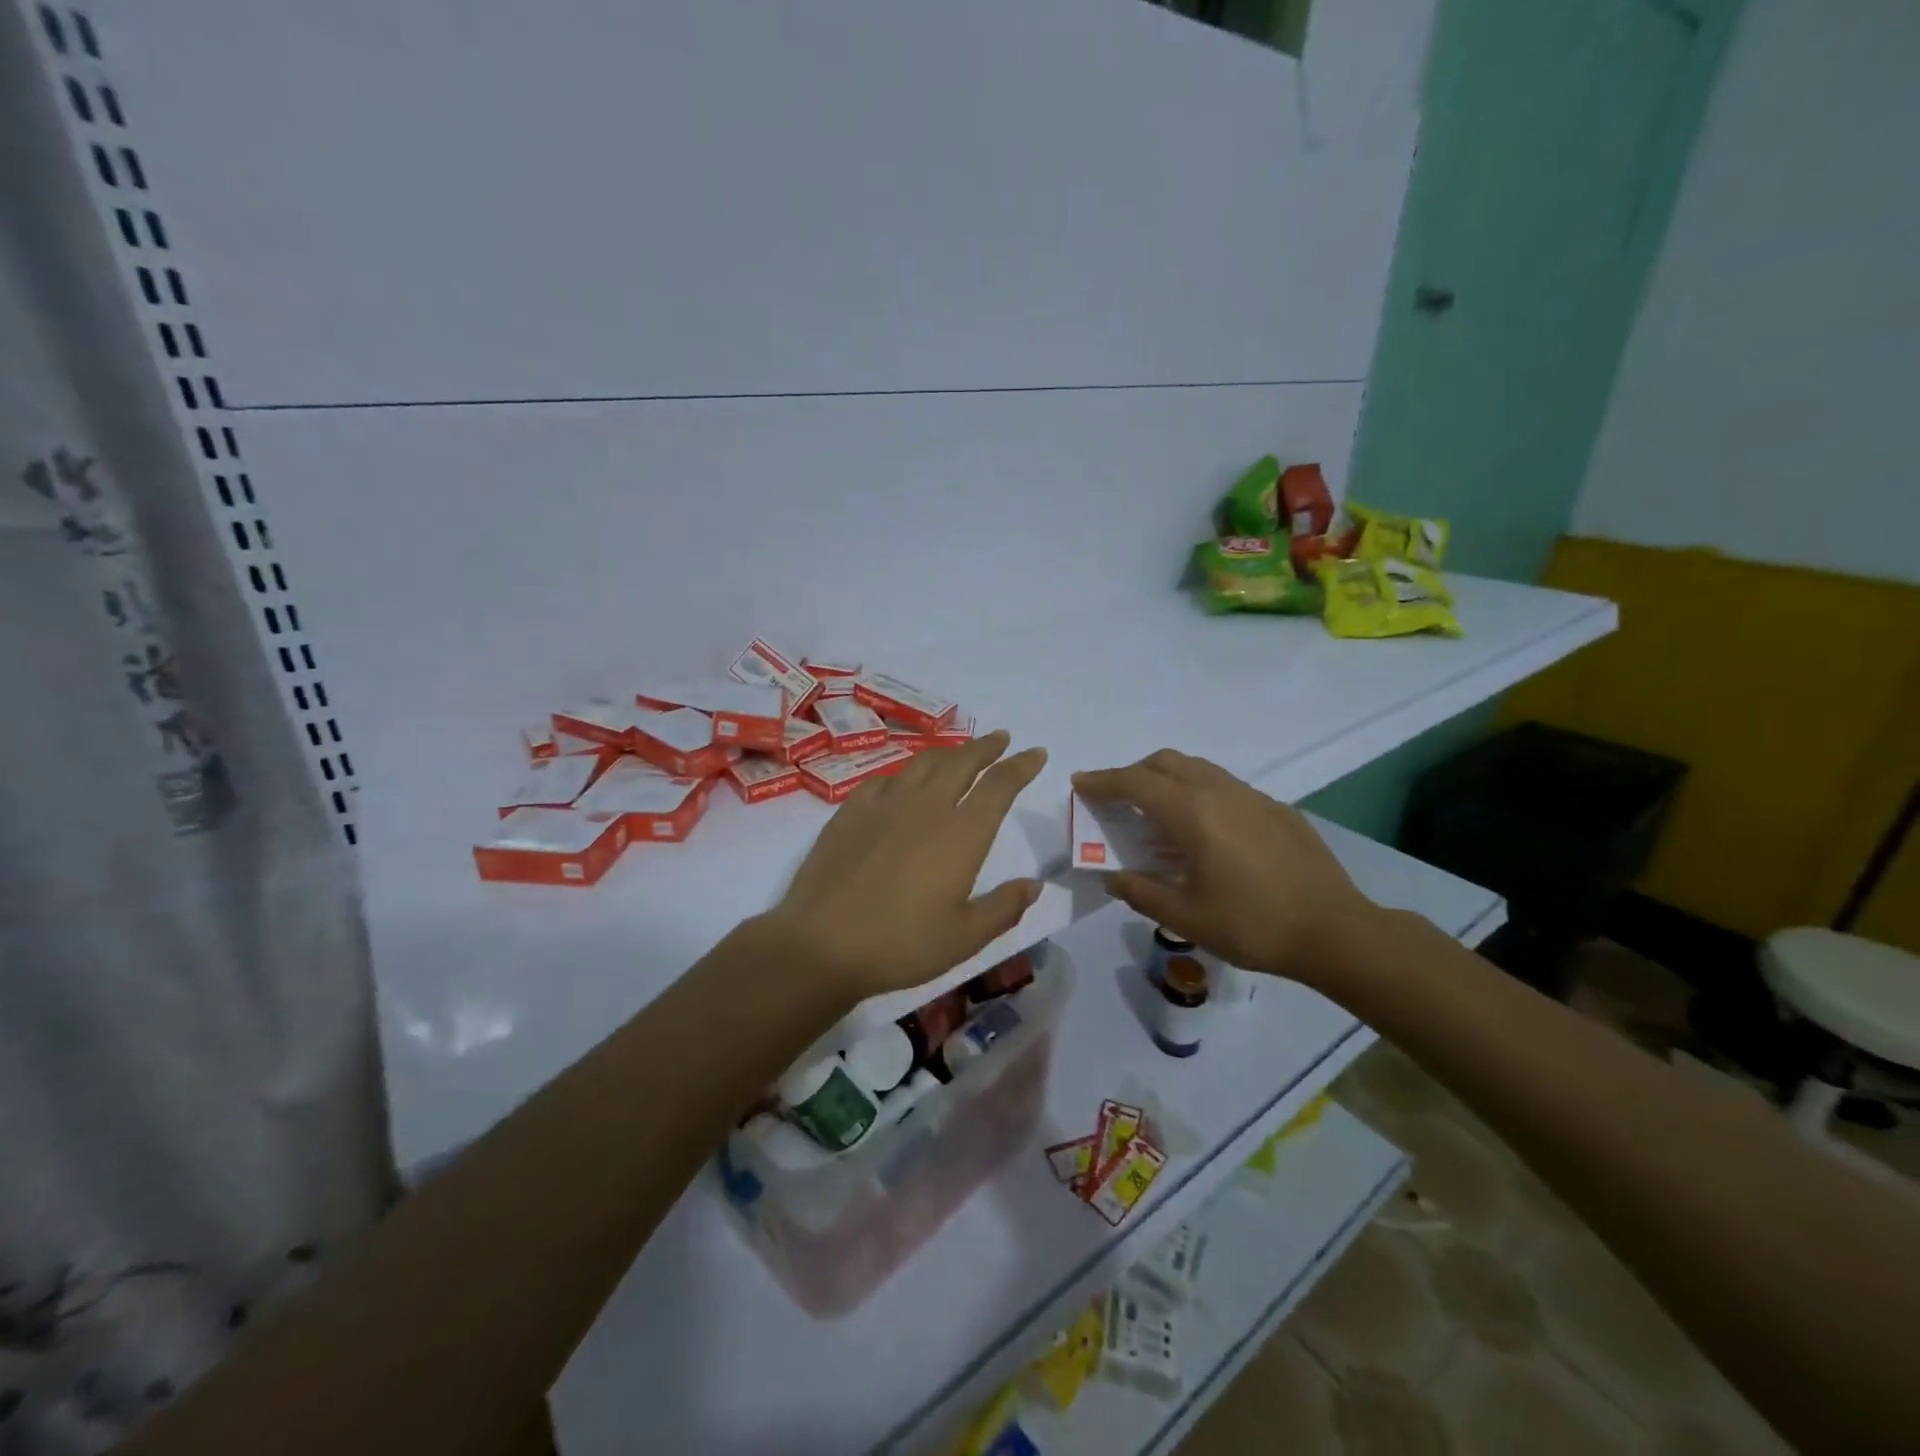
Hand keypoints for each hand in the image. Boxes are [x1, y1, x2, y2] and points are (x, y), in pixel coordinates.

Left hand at [764, 731, 1047, 999]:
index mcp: (962, 833)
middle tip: (1001, 738)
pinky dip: (905, 773)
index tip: (1035, 752)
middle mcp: (928, 806)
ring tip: (959, 752)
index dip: (1021, 766)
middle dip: (986, 748)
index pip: (1000, 786)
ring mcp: (886, 803)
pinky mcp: (851, 810)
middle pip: (963, 762)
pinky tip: (903, 781)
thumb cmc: (902, 944)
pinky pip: (886, 779)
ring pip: (924, 763)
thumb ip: (1004, 907)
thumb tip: (1034, 884)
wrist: (822, 942)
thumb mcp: (965, 937)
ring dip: (948, 753)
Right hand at [1072, 750, 1373, 982]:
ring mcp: (1252, 796)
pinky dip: (1199, 792)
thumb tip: (1112, 876)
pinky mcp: (1276, 808)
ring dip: (1167, 779)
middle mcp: (1219, 792)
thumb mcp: (1185, 917)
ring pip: (1197, 769)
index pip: (1134, 783)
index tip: (1080, 783)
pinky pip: (1225, 786)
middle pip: (1165, 763)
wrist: (1335, 931)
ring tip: (1157, 813)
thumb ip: (1141, 891)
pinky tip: (1206, 830)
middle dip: (1133, 773)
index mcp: (1192, 814)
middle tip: (1117, 799)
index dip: (1102, 781)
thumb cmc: (1252, 925)